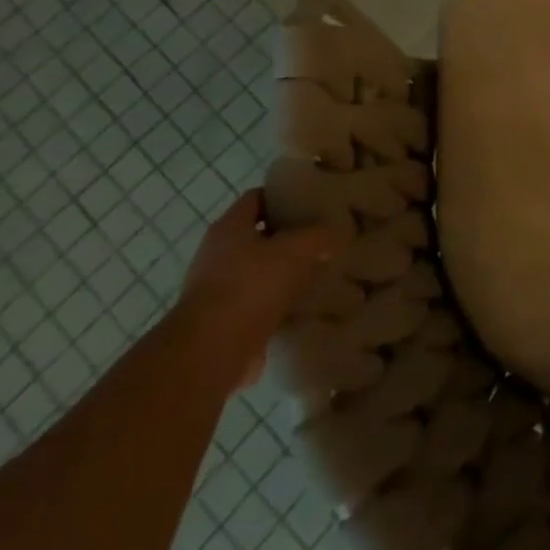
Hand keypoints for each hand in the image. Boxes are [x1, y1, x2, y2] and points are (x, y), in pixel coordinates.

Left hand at [177, 189, 334, 392]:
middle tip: (323, 237)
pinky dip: (277, 306)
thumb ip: (320, 235)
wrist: (209, 354)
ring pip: (259, 272)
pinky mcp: (222, 324)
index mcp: (229, 227)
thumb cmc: (249, 287)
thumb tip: (339, 230)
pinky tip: (303, 308)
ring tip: (319, 272)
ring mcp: (216, 291)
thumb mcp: (296, 250)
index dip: (284, 196)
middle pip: (258, 236)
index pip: (258, 198)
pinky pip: (257, 305)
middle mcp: (217, 255)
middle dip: (288, 237)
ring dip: (284, 274)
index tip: (312, 201)